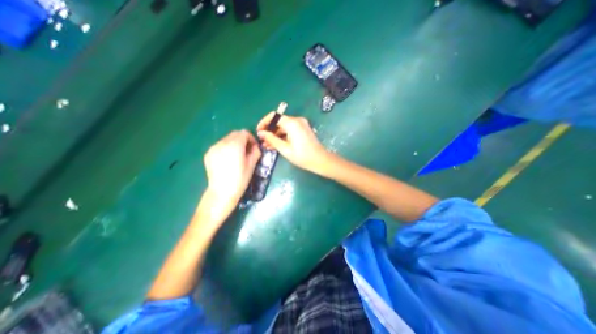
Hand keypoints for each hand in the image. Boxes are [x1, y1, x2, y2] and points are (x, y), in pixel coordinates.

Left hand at [205, 131, 260, 210]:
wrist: (222, 192)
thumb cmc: (240, 179)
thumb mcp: (252, 165)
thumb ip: (256, 151)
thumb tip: (255, 146)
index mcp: (235, 145)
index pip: (244, 133)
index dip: (251, 139)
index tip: (254, 148)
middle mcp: (222, 143)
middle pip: (235, 134)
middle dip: (243, 140)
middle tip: (247, 151)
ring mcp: (213, 148)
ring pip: (227, 139)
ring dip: (234, 143)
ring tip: (237, 156)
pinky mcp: (208, 154)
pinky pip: (220, 146)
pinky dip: (226, 148)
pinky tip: (227, 160)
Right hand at [256, 114, 329, 172]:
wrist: (320, 160)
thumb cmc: (303, 156)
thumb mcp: (285, 149)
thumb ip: (272, 139)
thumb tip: (261, 133)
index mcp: (292, 123)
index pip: (274, 117)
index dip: (264, 123)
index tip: (259, 131)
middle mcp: (297, 120)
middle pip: (279, 122)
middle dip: (270, 131)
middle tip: (263, 141)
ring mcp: (301, 124)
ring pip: (284, 127)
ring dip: (275, 135)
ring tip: (267, 145)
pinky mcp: (303, 129)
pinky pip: (290, 130)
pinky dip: (283, 136)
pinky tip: (276, 144)